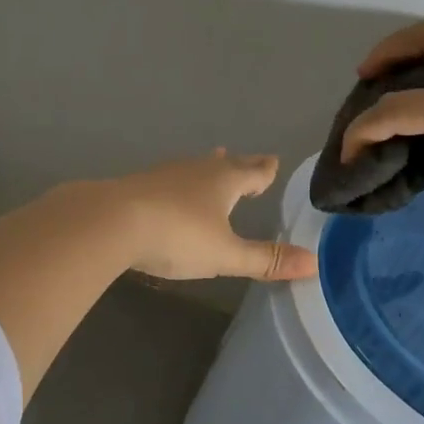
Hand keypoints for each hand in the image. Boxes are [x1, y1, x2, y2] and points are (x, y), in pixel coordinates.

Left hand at [108, 151, 318, 282]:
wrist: (109, 222)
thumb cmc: (177, 235)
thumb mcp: (225, 255)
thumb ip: (265, 260)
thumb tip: (314, 263)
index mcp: (224, 182)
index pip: (253, 172)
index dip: (264, 171)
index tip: (273, 162)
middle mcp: (196, 171)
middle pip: (223, 165)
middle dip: (237, 165)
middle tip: (245, 160)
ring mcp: (163, 175)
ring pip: (193, 169)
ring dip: (206, 169)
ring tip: (212, 165)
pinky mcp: (136, 186)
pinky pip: (167, 180)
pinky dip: (177, 184)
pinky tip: (168, 191)